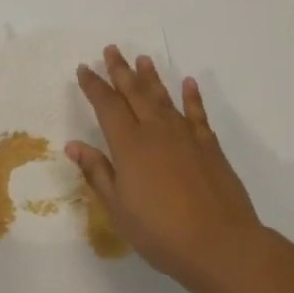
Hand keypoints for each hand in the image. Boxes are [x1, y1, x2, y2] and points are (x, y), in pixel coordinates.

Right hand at [68, 46, 262, 284]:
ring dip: (151, 77)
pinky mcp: (209, 145)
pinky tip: (188, 83)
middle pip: (134, 92)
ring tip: (143, 58)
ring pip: (163, 97)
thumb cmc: (159, 231)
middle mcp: (155, 130)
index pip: (107, 105)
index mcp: (128, 144)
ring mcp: (185, 135)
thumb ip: (97, 172)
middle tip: (111, 49)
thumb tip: (74, 145)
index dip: (94, 86)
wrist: (219, 243)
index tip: (84, 69)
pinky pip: (197, 113)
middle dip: (121, 70)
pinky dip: (192, 96)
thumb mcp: (118, 207)